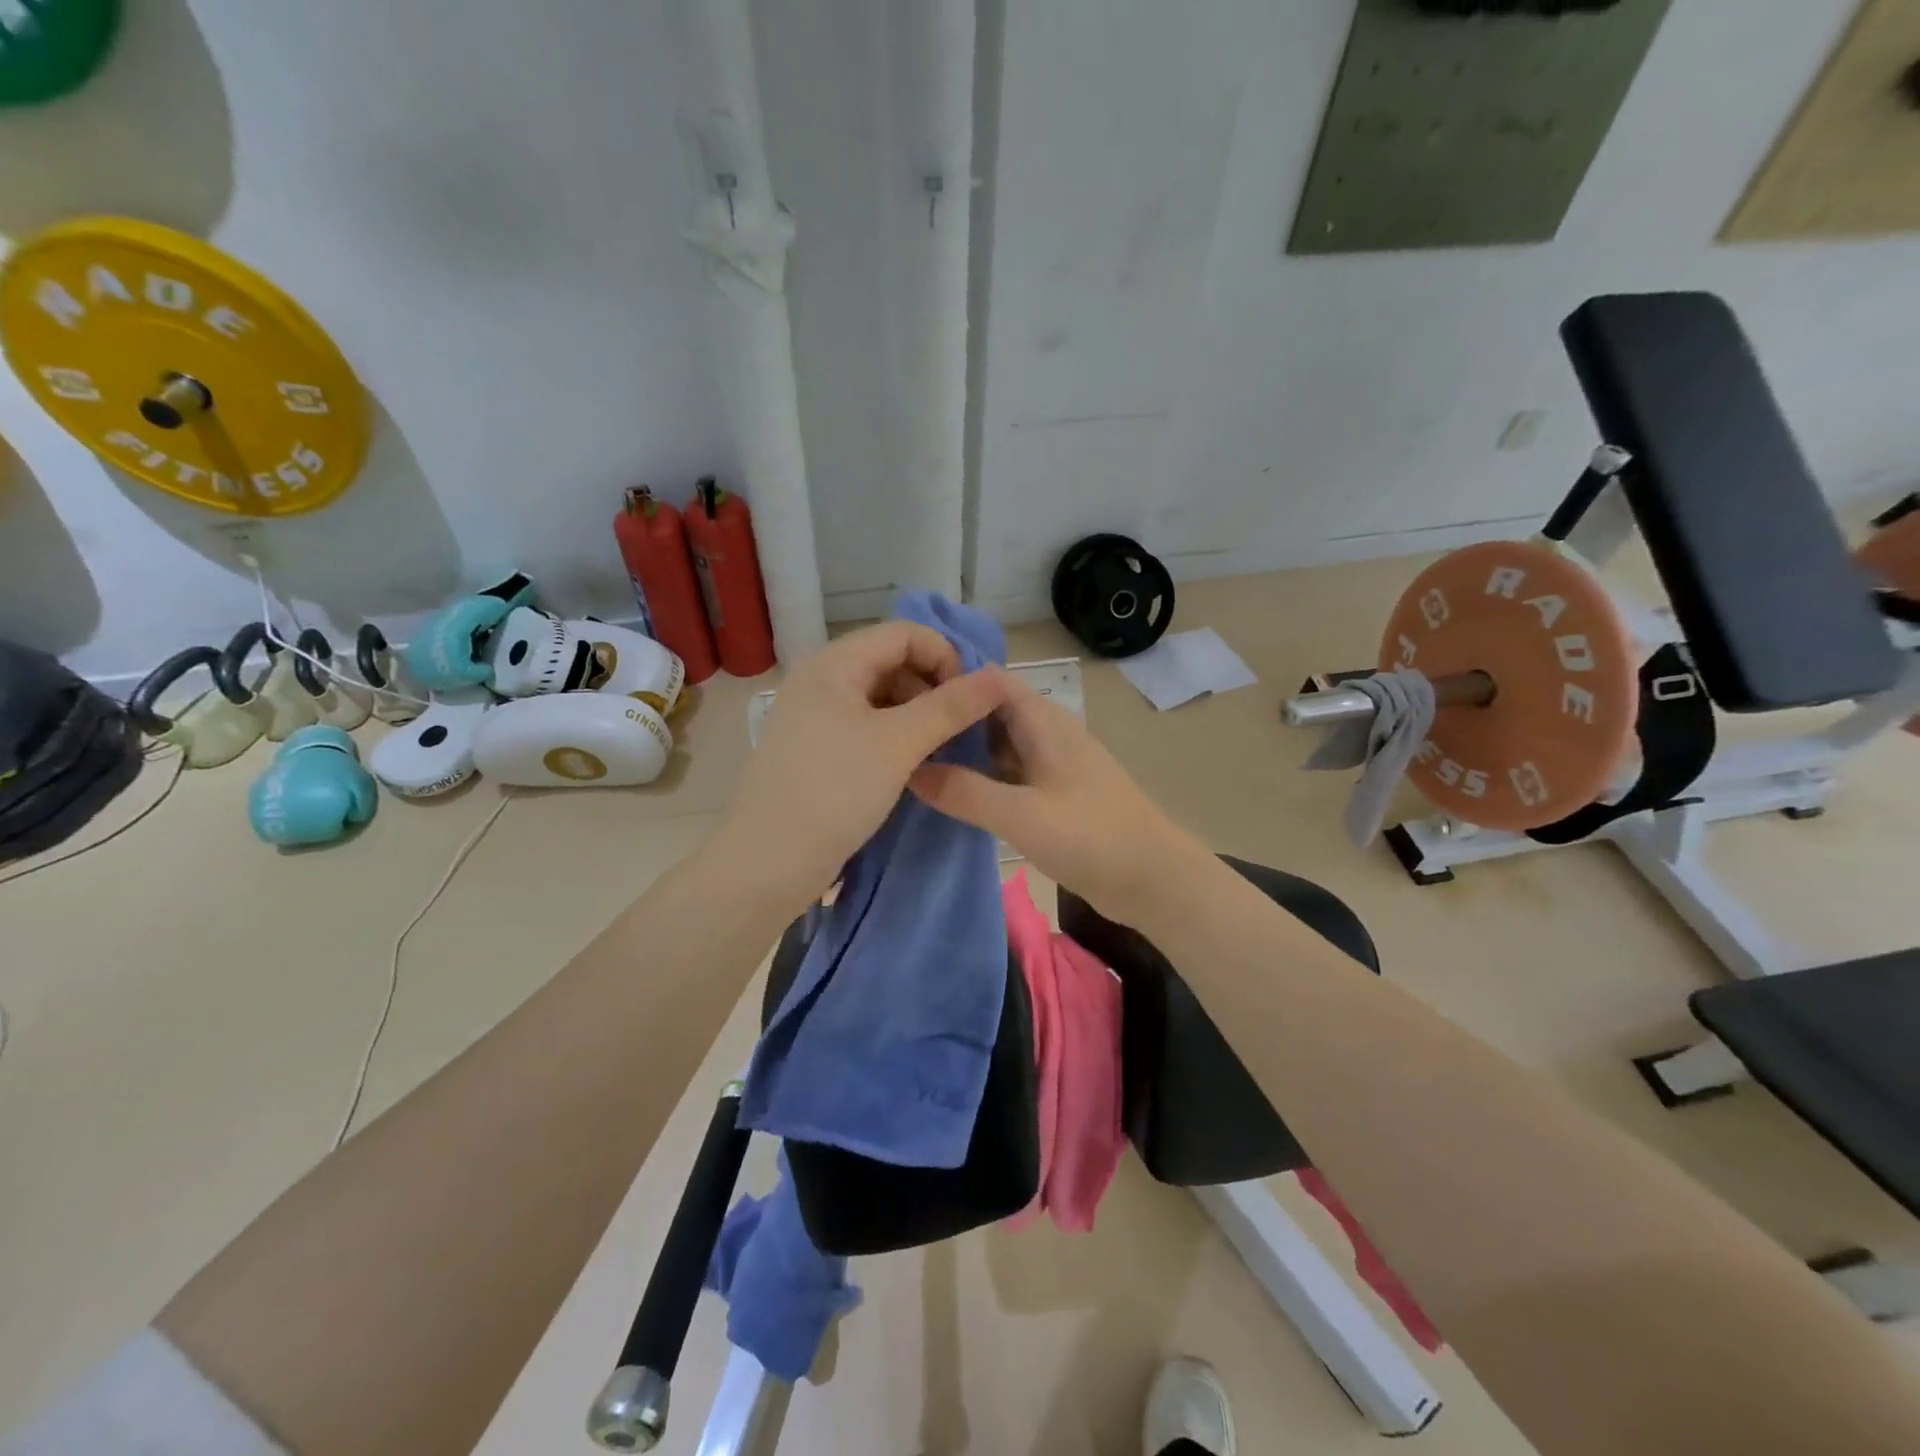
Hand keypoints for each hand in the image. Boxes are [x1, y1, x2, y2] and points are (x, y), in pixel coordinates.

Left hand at [714, 622, 1006, 909]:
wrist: (767, 862)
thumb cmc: (834, 792)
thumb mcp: (899, 744)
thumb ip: (950, 707)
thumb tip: (997, 678)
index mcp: (834, 664)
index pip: (903, 634)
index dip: (944, 656)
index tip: (971, 699)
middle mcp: (821, 680)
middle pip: (891, 661)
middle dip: (932, 686)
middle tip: (959, 728)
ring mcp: (815, 716)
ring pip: (880, 696)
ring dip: (917, 713)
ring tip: (940, 748)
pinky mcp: (816, 748)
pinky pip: (865, 725)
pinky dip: (895, 735)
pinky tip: (912, 763)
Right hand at [908, 670, 1209, 924]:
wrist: (1154, 881)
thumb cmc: (1092, 838)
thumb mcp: (1022, 815)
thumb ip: (965, 792)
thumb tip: (909, 771)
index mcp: (1043, 722)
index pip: (988, 680)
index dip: (947, 680)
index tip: (897, 694)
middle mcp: (1045, 733)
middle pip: (988, 711)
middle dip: (947, 717)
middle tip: (895, 732)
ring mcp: (1049, 764)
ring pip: (995, 744)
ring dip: (960, 749)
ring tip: (909, 759)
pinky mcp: (1051, 793)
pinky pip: (1006, 774)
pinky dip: (978, 777)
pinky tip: (947, 794)